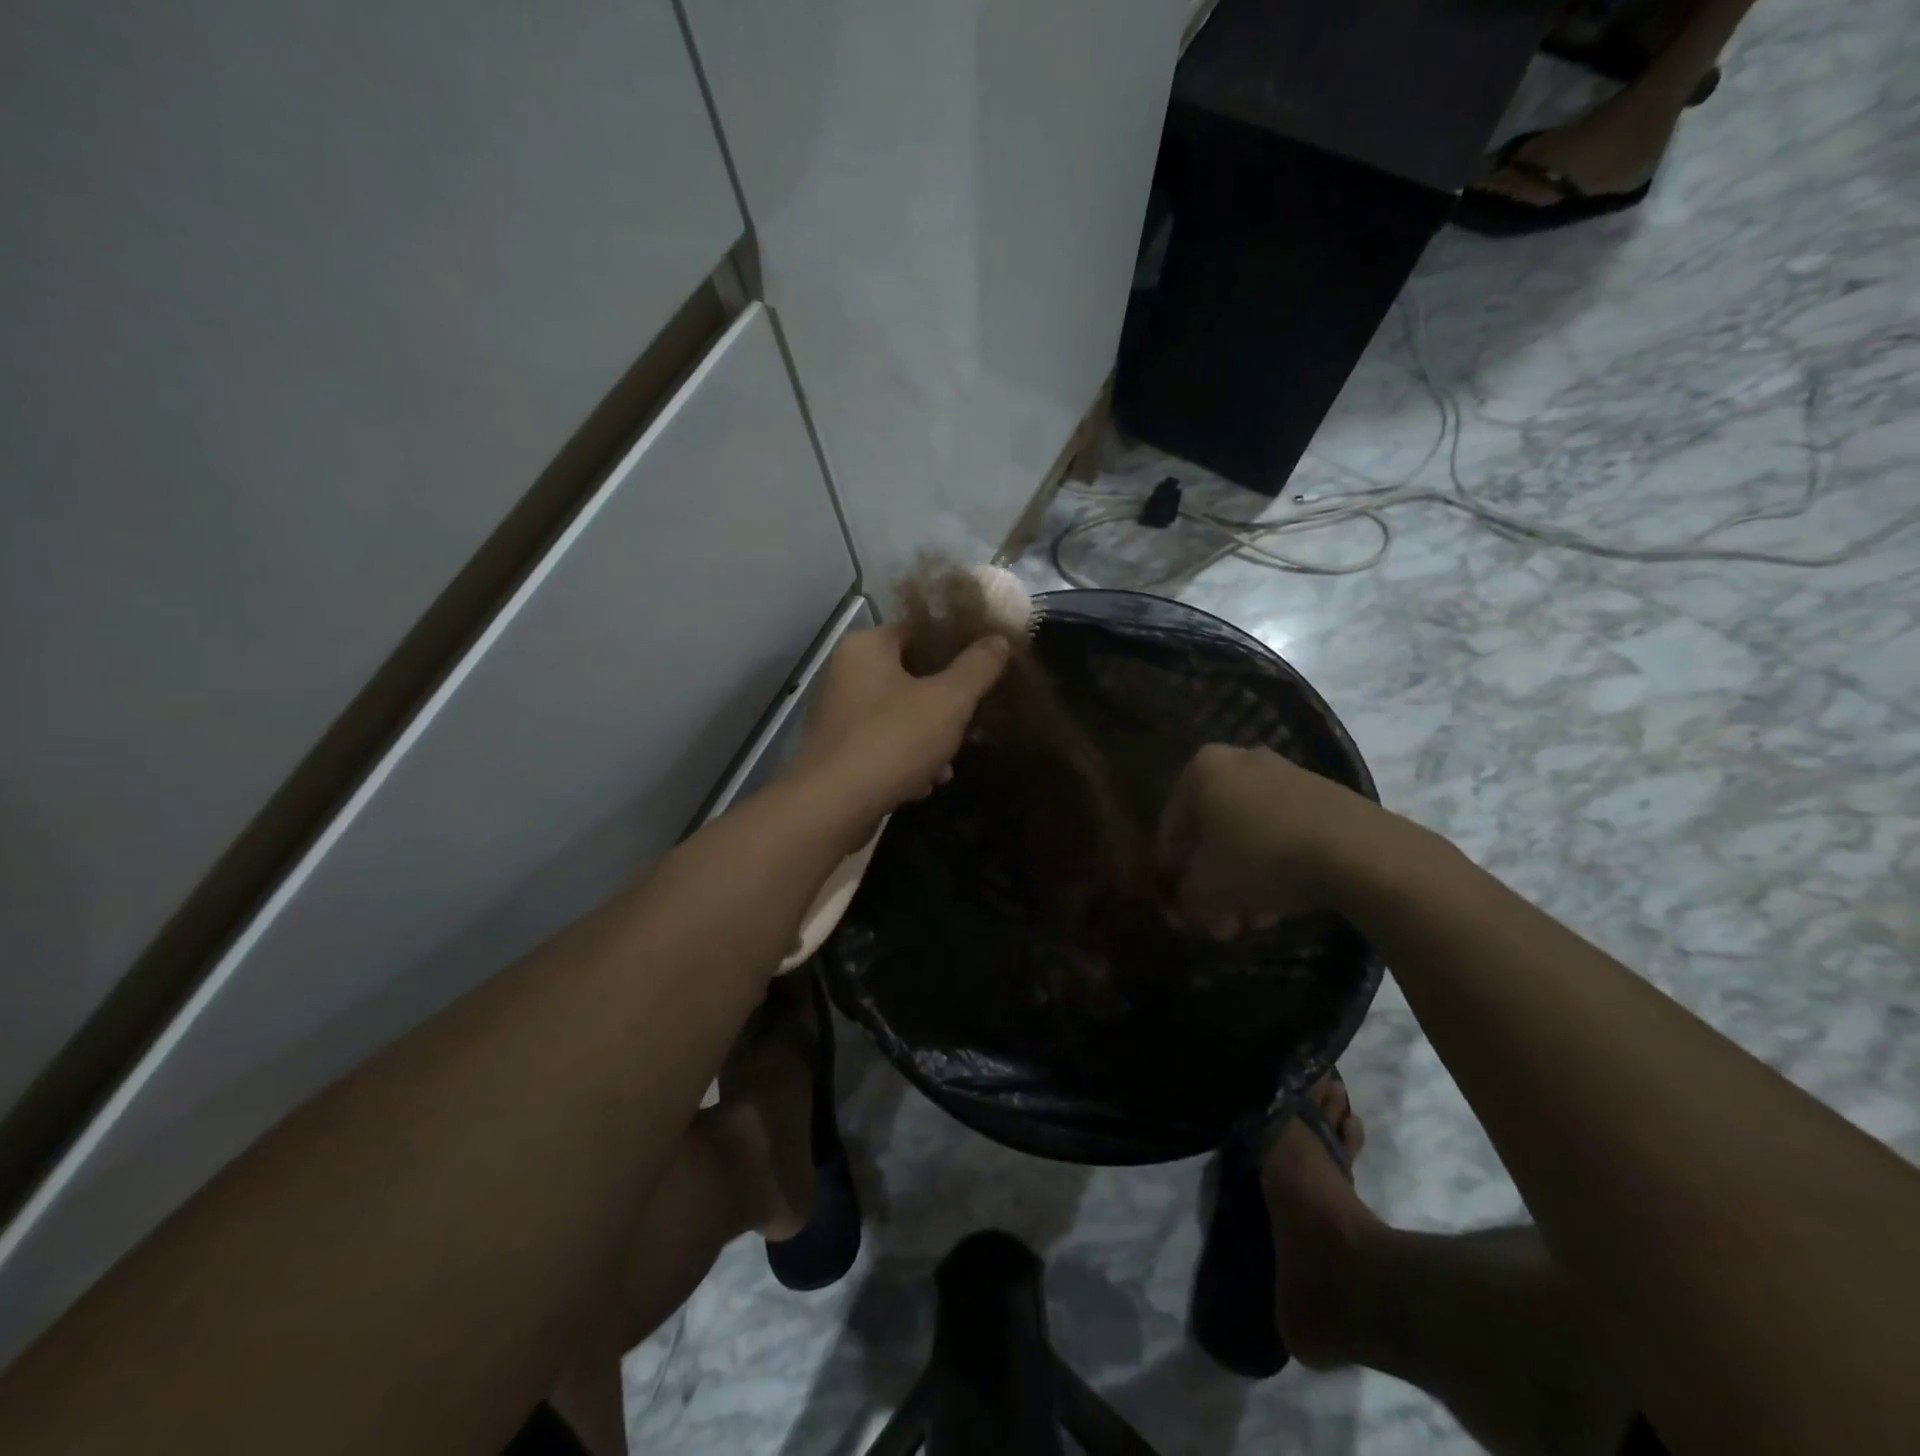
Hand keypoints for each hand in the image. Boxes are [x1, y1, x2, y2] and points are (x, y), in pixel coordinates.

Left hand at [796, 623, 1009, 822]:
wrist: (833, 806)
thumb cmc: (894, 740)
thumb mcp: (949, 701)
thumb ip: (978, 668)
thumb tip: (997, 640)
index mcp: (867, 647)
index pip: (918, 631)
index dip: (955, 647)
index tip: (984, 668)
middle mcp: (845, 673)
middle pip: (911, 678)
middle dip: (945, 706)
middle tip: (970, 725)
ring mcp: (838, 714)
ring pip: (899, 716)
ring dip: (928, 740)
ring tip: (947, 767)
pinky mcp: (836, 751)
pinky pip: (881, 744)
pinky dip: (904, 761)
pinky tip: (922, 785)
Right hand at [1156, 744, 1386, 937]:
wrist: (1357, 850)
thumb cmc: (1261, 857)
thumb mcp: (1208, 888)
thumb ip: (1186, 898)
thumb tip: (1186, 908)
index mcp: (1203, 769)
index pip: (1171, 825)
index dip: (1171, 870)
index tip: (1177, 904)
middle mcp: (1240, 762)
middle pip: (1214, 832)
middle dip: (1213, 883)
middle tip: (1217, 922)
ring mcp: (1286, 776)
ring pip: (1250, 838)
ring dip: (1244, 882)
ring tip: (1252, 923)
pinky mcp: (1323, 797)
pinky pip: (1282, 836)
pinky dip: (1275, 869)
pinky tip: (1279, 907)